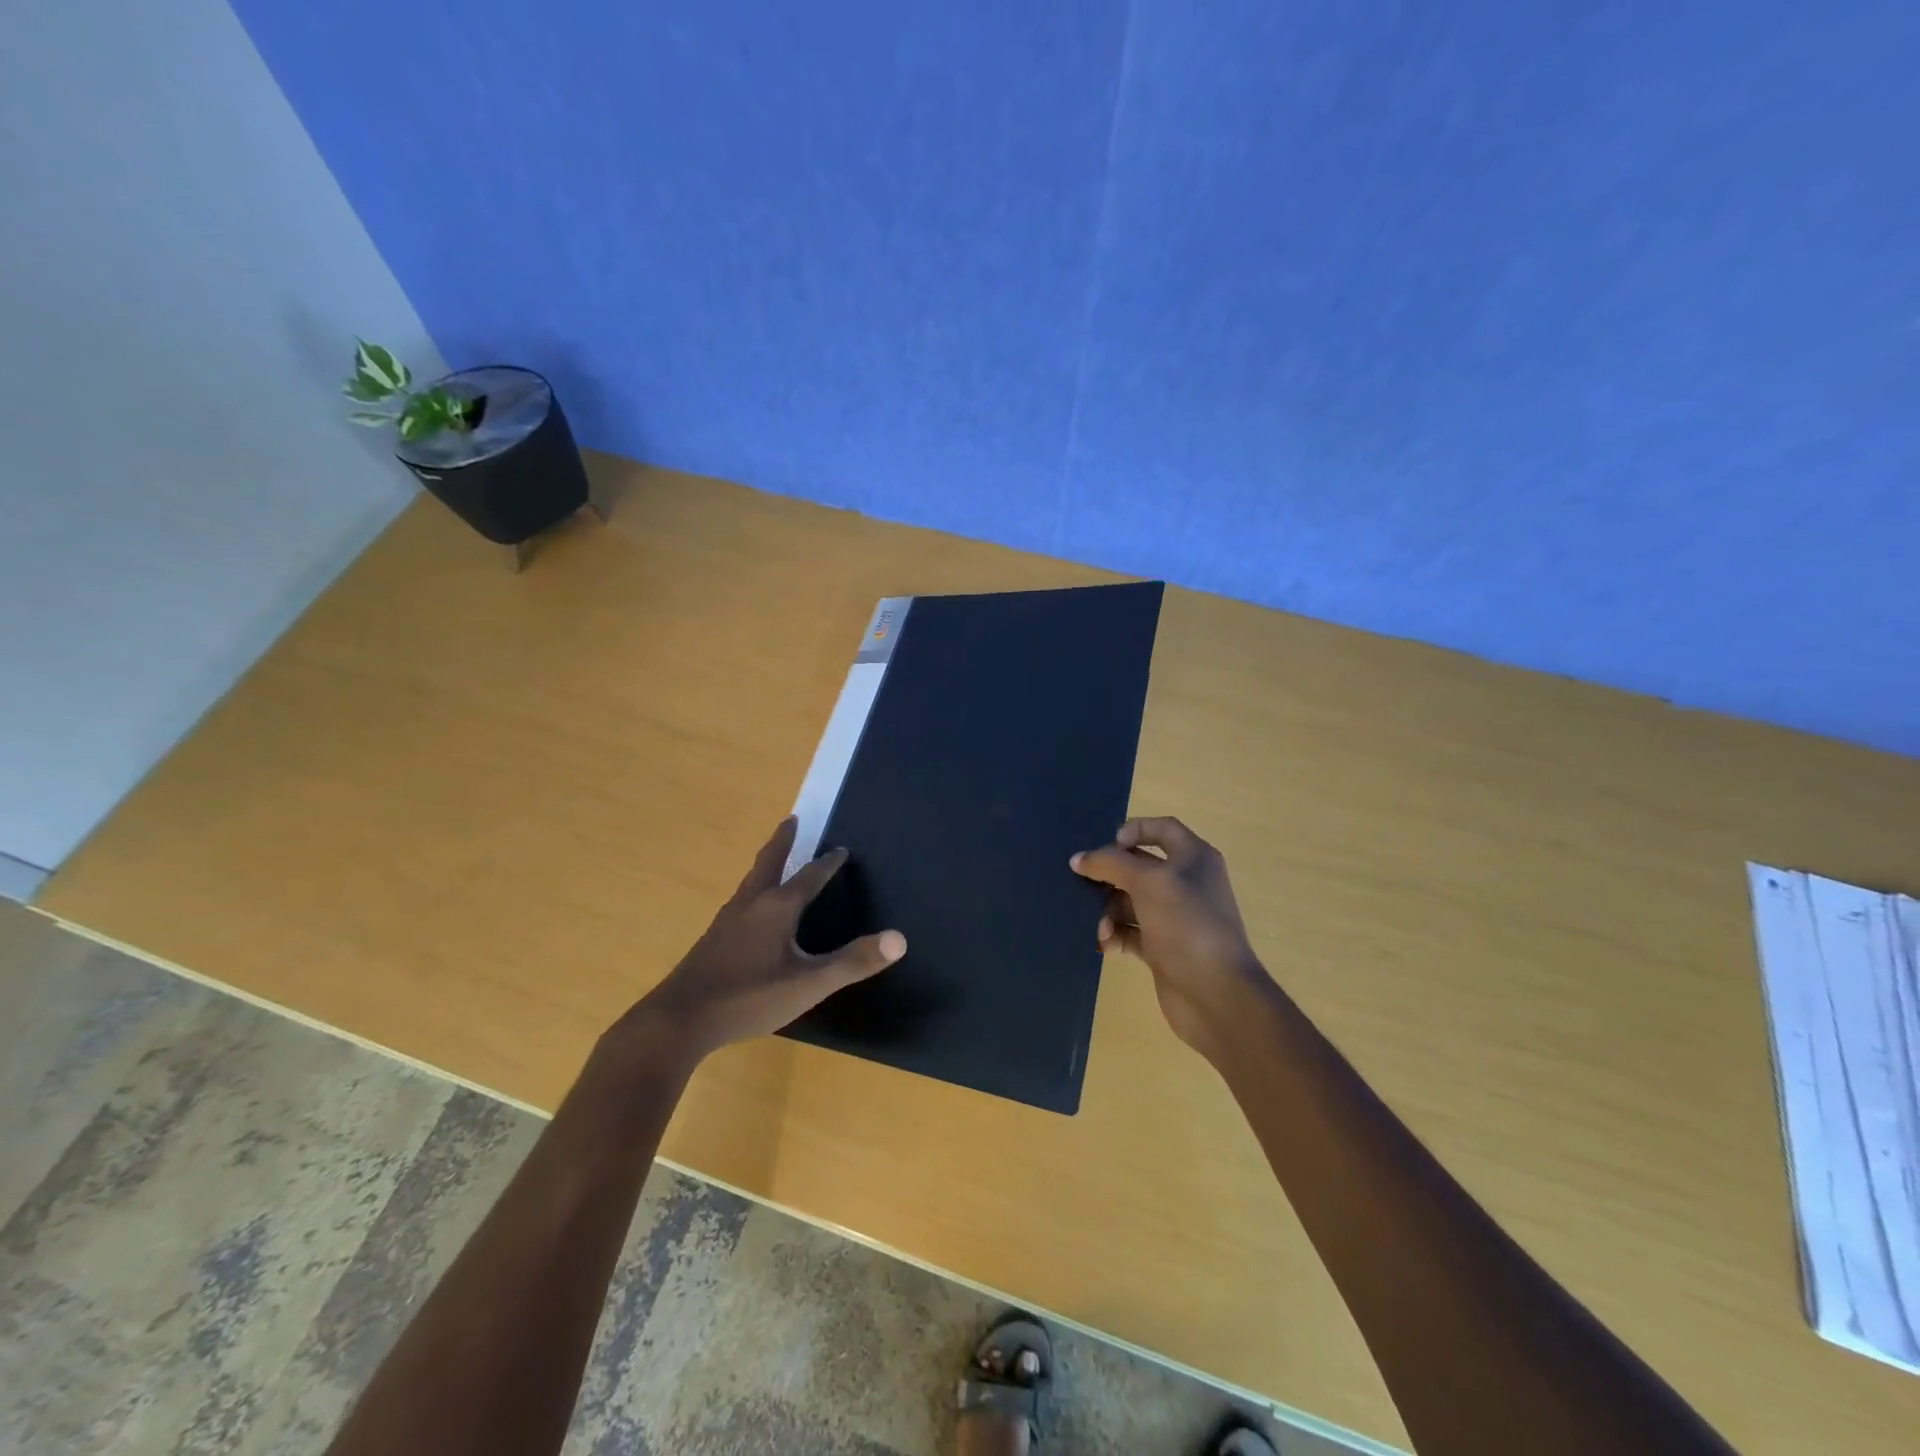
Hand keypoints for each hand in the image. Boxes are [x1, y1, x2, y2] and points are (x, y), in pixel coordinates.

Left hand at [617, 817, 905, 1063]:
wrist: (679, 1021)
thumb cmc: (749, 997)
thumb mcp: (809, 983)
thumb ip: (853, 962)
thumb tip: (900, 939)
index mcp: (776, 908)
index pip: (809, 876)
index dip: (828, 863)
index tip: (842, 849)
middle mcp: (750, 904)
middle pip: (769, 863)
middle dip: (783, 841)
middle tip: (792, 819)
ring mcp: (726, 921)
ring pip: (751, 882)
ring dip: (766, 864)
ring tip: (773, 860)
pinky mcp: (712, 940)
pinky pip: (740, 902)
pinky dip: (753, 890)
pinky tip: (750, 911)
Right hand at [1071, 817, 1269, 1058]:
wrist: (1217, 995)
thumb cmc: (1187, 925)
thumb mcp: (1149, 883)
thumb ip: (1111, 864)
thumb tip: (1079, 859)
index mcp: (1194, 858)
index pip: (1162, 828)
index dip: (1134, 830)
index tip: (1107, 845)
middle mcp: (1186, 883)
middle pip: (1139, 866)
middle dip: (1110, 876)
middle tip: (1084, 885)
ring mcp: (1174, 917)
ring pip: (1130, 901)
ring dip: (1108, 911)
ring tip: (1100, 928)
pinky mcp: (1163, 947)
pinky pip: (1130, 931)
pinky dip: (1114, 935)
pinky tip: (1104, 945)